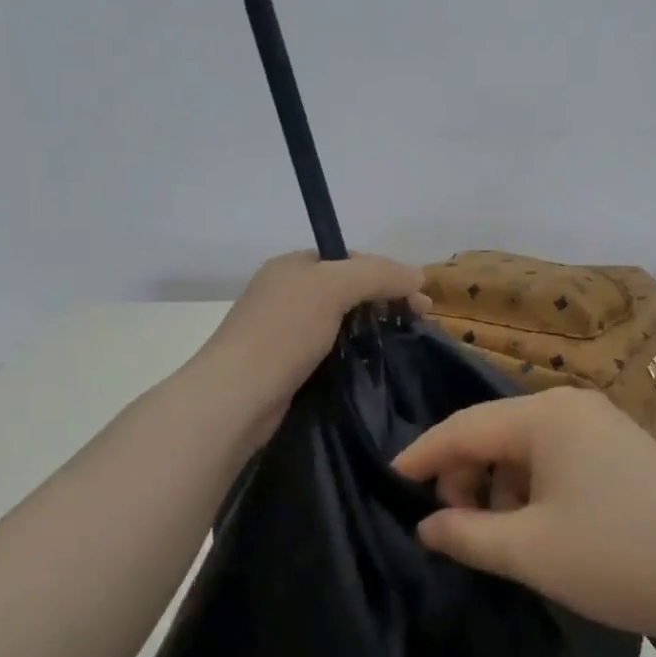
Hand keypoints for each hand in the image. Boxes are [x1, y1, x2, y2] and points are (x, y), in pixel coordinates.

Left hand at [194, 251, 428, 434]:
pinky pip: (331, 349)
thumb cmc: (282, 333)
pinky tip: (373, 363)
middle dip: (385, 300)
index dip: (387, 272)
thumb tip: (419, 276)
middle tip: (420, 321)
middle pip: (348, 288)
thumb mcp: (333, 288)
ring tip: (403, 342)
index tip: (420, 296)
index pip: (350, 258)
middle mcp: (287, 292)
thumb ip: (378, 275)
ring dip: (372, 328)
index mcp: (293, 266)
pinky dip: (355, 352)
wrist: (236, 398)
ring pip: (341, 321)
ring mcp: (285, 331)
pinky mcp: (288, 365)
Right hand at [393, 388, 655, 653]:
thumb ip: (464, 534)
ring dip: (499, 486)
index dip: (423, 455)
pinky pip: (556, 457)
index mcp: (545, 415)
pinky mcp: (621, 448)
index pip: (463, 427)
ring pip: (525, 447)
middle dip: (465, 476)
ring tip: (499, 535)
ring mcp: (601, 423)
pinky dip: (533, 487)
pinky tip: (539, 526)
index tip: (391, 479)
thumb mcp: (528, 551)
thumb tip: (426, 524)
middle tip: (456, 527)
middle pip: (494, 432)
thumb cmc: (616, 558)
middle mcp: (571, 405)